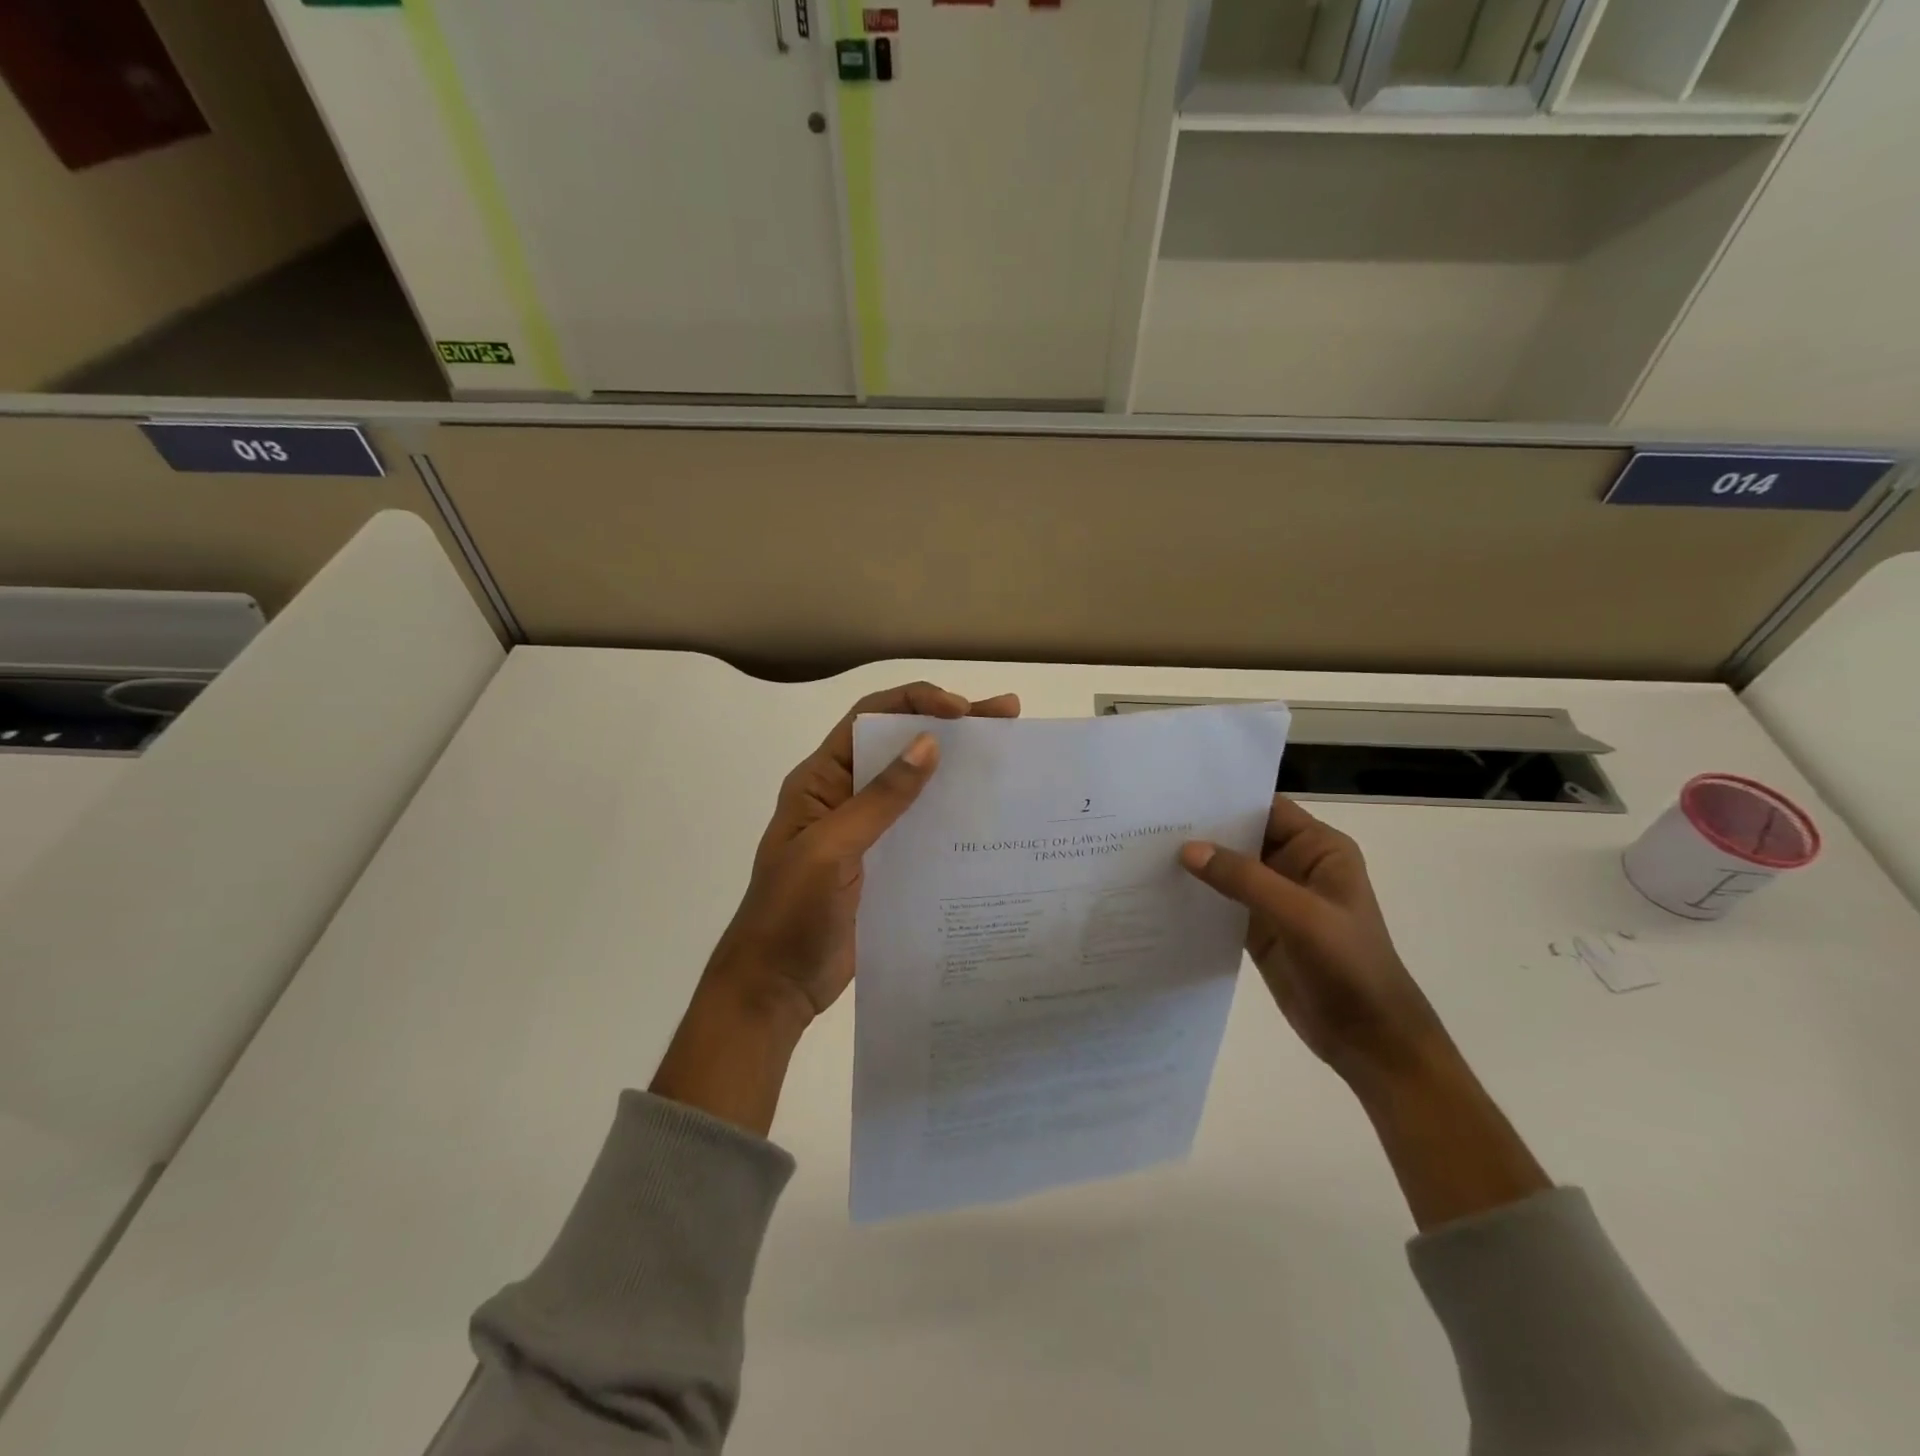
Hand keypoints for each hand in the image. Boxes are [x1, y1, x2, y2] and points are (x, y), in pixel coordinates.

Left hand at [710, 681, 1020, 1020]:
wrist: (776, 988)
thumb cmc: (792, 914)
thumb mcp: (833, 849)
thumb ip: (880, 799)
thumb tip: (928, 744)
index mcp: (822, 779)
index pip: (870, 719)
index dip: (916, 703)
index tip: (964, 711)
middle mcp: (845, 795)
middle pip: (900, 745)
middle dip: (951, 725)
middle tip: (1007, 715)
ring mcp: (866, 830)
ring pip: (917, 784)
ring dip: (958, 768)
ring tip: (1010, 755)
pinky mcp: (885, 863)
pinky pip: (922, 826)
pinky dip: (953, 812)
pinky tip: (989, 814)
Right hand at [1181, 797, 1549, 1228]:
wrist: (1369, 1039)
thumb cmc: (1348, 966)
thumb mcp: (1299, 915)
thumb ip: (1243, 879)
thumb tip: (1187, 849)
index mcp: (1318, 849)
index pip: (1266, 809)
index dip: (1226, 800)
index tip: (1177, 795)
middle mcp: (1295, 865)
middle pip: (1242, 837)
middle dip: (1202, 831)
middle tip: (1148, 821)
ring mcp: (1275, 898)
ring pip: (1228, 870)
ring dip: (1196, 864)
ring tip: (1143, 850)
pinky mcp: (1259, 928)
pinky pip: (1222, 902)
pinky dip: (1197, 896)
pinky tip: (1160, 890)